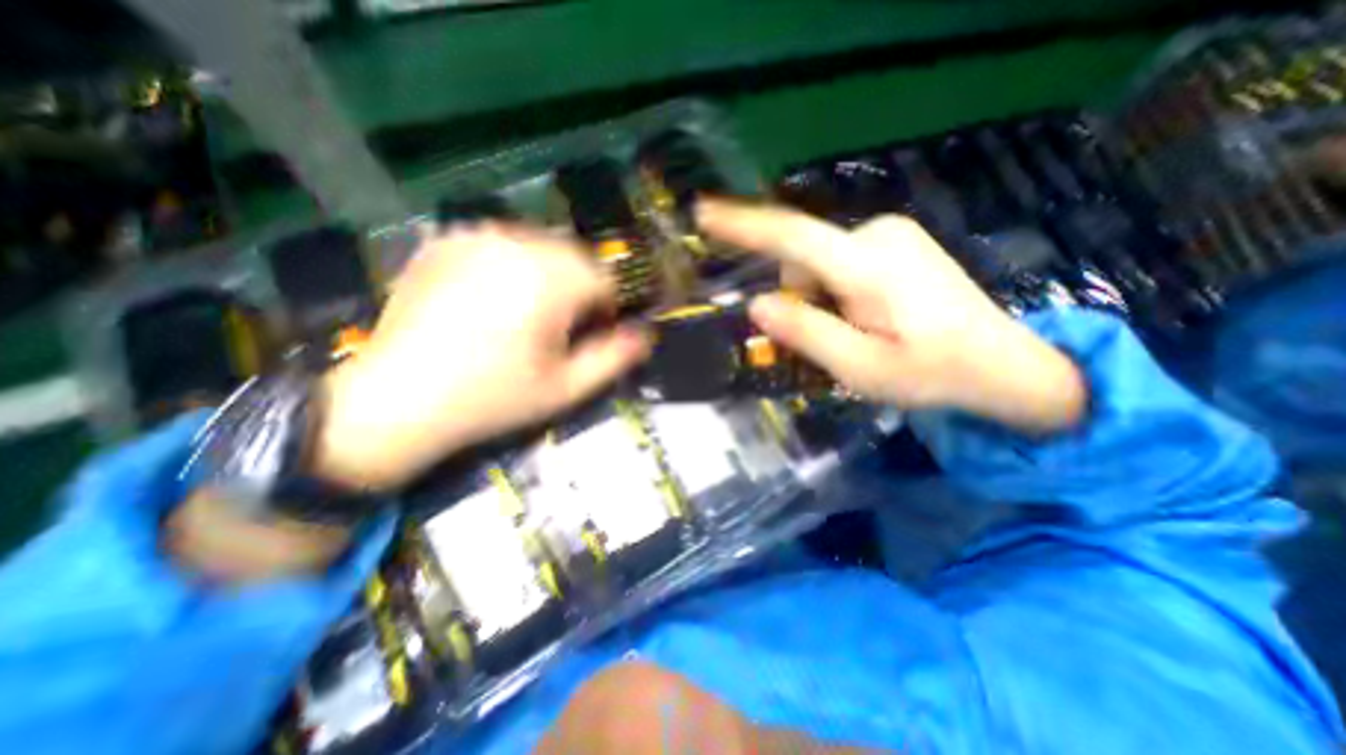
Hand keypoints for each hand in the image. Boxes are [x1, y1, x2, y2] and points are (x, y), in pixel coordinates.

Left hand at [315, 224, 651, 488]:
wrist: (395, 400)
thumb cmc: (492, 398)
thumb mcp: (566, 387)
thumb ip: (614, 357)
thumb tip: (646, 334)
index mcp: (550, 278)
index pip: (606, 277)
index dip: (607, 309)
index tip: (593, 336)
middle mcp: (515, 243)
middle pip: (574, 256)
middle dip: (580, 288)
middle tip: (561, 328)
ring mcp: (474, 236)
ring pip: (539, 245)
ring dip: (549, 274)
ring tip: (527, 314)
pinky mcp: (444, 241)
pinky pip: (500, 243)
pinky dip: (512, 263)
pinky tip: (493, 298)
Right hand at [698, 199, 1086, 435]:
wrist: (1002, 364)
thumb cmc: (930, 372)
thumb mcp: (859, 366)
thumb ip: (805, 332)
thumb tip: (758, 304)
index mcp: (868, 265)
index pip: (792, 236)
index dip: (743, 224)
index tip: (703, 213)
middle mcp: (877, 234)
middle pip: (803, 260)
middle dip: (800, 299)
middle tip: (833, 342)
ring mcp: (890, 234)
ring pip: (819, 263)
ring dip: (820, 298)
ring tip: (857, 332)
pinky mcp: (896, 243)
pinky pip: (840, 261)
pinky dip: (836, 290)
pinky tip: (869, 315)